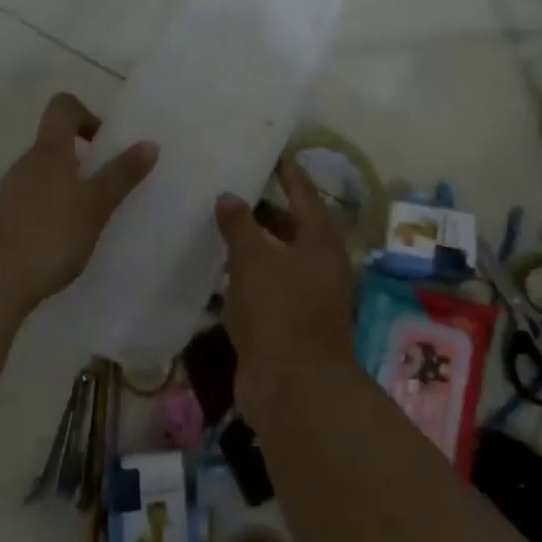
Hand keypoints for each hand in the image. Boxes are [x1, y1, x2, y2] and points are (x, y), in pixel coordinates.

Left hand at [0, 93, 157, 309]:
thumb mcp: (96, 204)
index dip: (87, 115)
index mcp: (49, 150)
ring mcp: (12, 191)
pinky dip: (56, 208)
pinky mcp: (6, 218)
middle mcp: (27, 162)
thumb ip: (122, 174)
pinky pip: (37, 199)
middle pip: (56, 142)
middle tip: (111, 185)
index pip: (63, 107)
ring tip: (95, 216)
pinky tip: (69, 238)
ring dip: (72, 185)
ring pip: (47, 173)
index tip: (106, 144)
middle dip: (87, 157)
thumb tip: (149, 143)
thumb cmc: (51, 233)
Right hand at [215, 154, 356, 412]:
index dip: (289, 173)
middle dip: (267, 209)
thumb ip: (240, 225)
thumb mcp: (254, 260)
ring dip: (255, 245)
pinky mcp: (290, 323)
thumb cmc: (279, 311)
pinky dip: (247, 277)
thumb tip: (229, 196)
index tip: (275, 153)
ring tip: (221, 224)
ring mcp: (307, 296)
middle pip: (294, 227)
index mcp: (321, 242)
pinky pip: (268, 288)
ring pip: (279, 259)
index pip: (305, 195)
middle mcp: (320, 265)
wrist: (294, 388)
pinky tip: (219, 271)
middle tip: (236, 188)